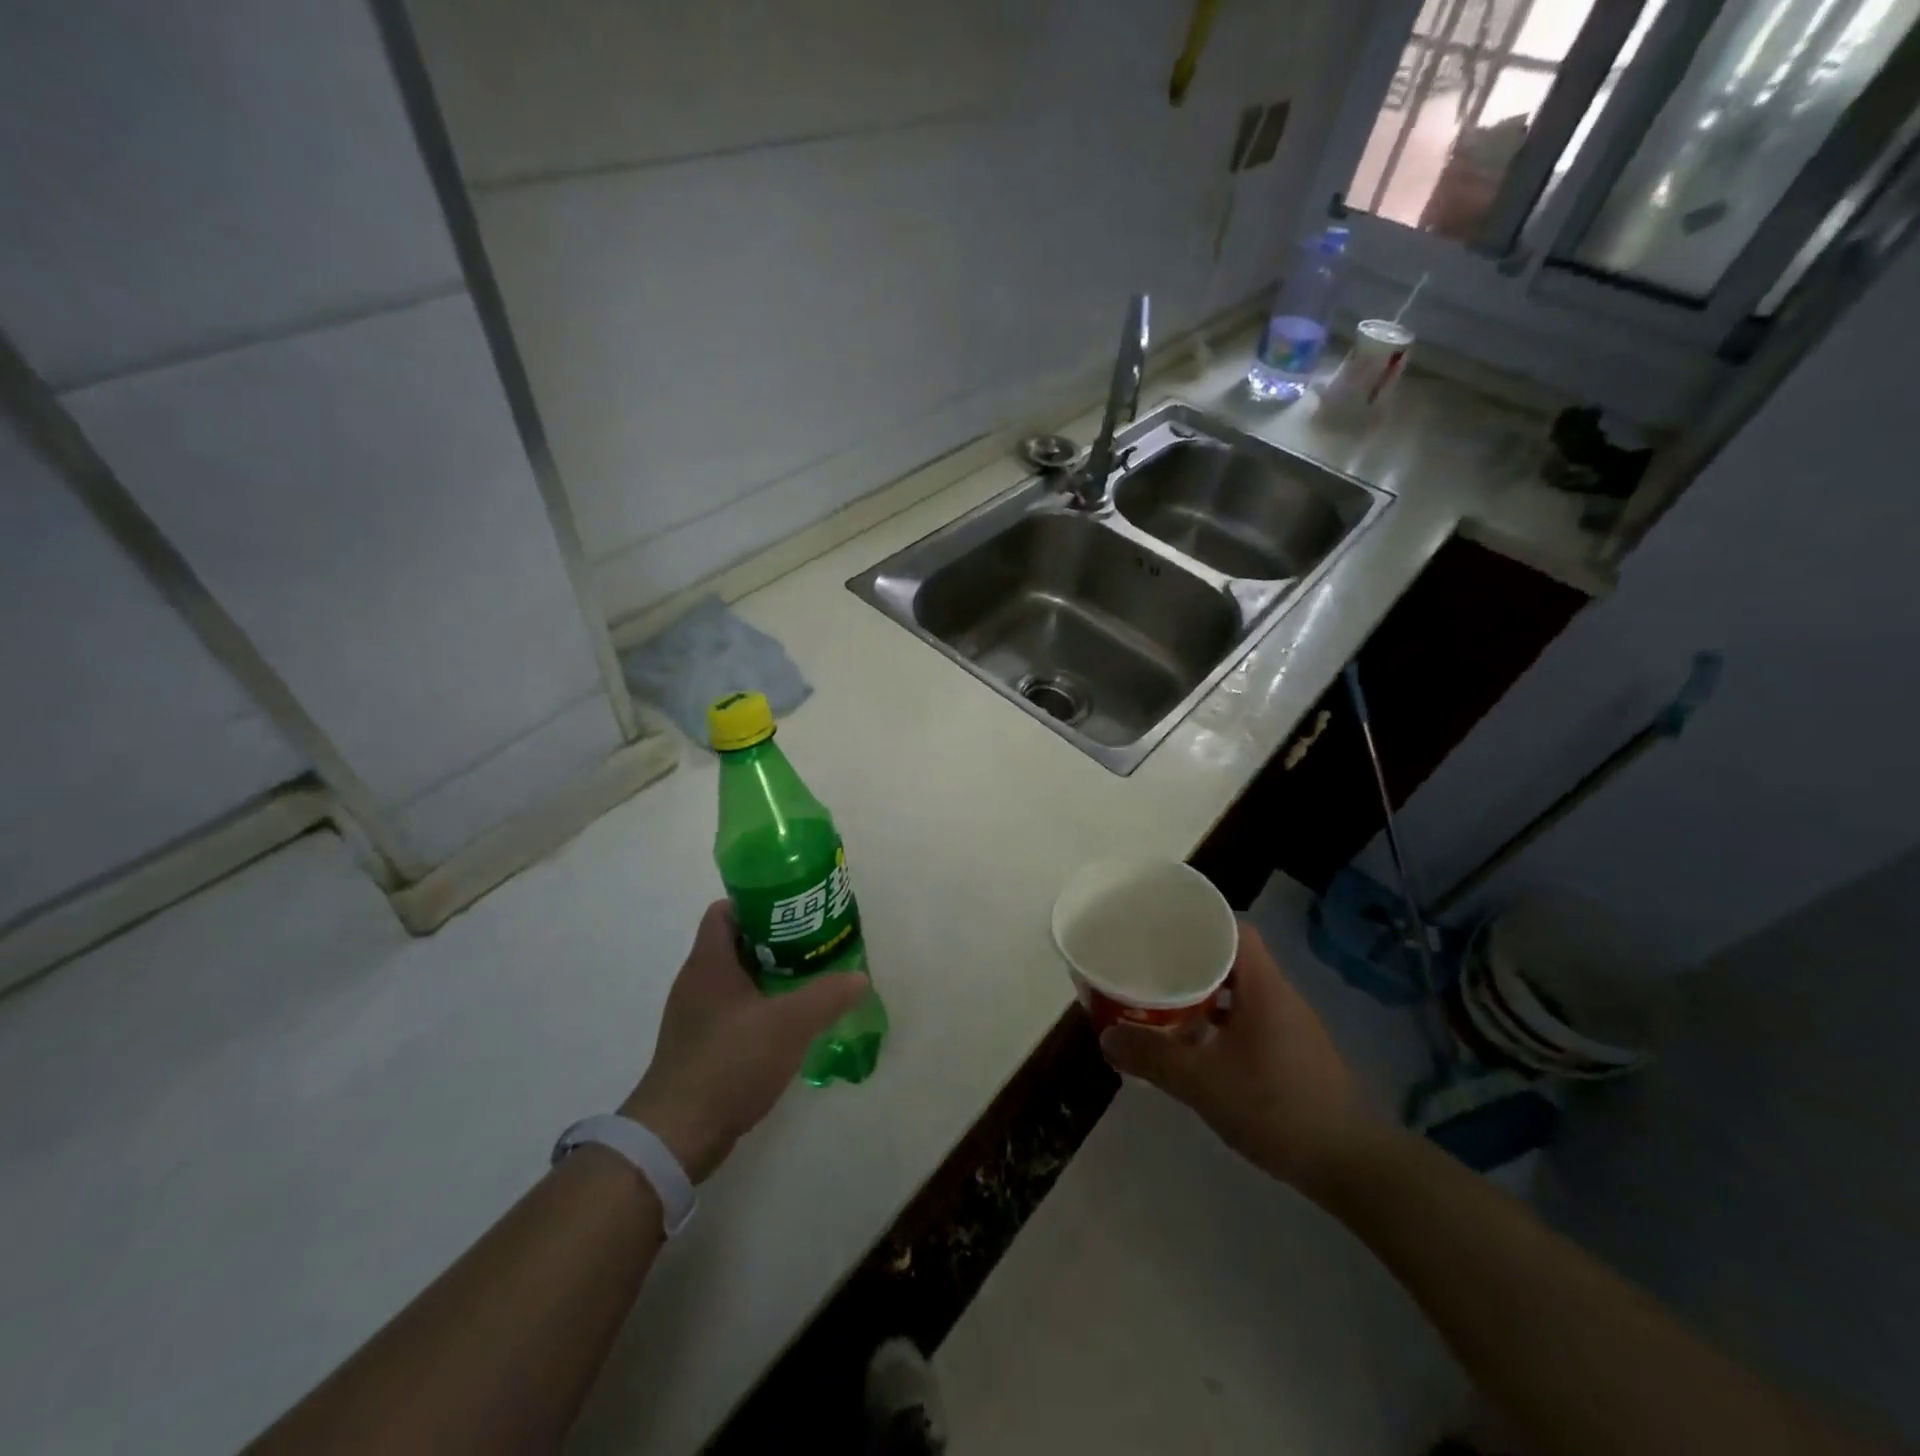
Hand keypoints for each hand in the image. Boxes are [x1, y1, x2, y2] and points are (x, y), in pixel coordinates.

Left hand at [621, 900, 867, 1182]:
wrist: (678, 1135)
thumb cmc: (729, 1062)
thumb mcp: (789, 1024)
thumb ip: (827, 995)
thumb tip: (859, 977)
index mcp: (709, 963)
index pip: (726, 910)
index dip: (759, 903)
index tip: (795, 910)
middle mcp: (696, 982)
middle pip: (736, 943)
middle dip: (776, 941)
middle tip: (815, 944)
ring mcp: (695, 1017)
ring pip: (737, 979)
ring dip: (771, 976)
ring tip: (810, 980)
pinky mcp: (699, 1047)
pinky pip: (734, 1011)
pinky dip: (761, 1008)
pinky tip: (789, 1024)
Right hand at [1099, 921, 1373, 1193]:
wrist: (1350, 1164)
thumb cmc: (1275, 1107)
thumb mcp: (1202, 1082)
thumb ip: (1152, 1057)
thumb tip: (1106, 1039)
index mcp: (1263, 986)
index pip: (1234, 929)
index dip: (1199, 922)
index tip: (1162, 930)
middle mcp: (1280, 995)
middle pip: (1233, 958)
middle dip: (1191, 959)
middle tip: (1151, 966)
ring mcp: (1291, 1025)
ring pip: (1240, 991)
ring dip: (1205, 994)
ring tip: (1165, 1002)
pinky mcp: (1294, 1052)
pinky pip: (1249, 1018)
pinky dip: (1220, 1022)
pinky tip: (1197, 1045)